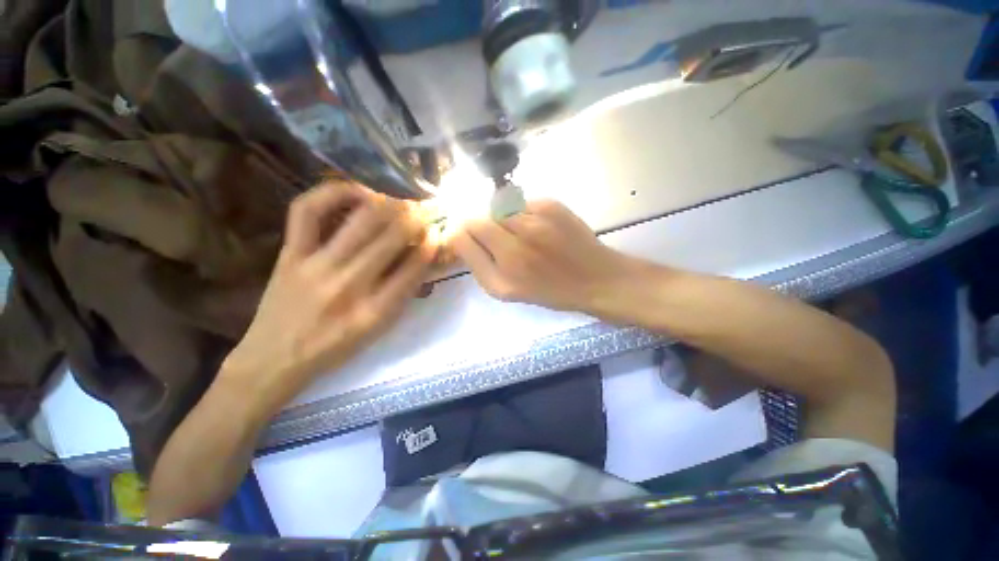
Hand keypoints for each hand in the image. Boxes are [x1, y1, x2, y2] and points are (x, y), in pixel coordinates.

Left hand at [221, 182, 436, 414]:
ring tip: (400, 201)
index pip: (414, 268)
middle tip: (426, 209)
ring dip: (389, 205)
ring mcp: (316, 265)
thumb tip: (423, 257)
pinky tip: (357, 191)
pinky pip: (308, 211)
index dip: (431, 245)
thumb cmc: (336, 347)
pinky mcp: (290, 253)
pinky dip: (333, 192)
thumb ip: (404, 294)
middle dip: (416, 219)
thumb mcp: (379, 329)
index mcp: (375, 311)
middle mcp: (349, 285)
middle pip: (392, 239)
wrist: (276, 357)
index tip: (437, 232)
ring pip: (361, 221)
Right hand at [450, 200, 634, 312]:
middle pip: (475, 218)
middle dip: (479, 225)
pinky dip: (522, 212)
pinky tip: (539, 226)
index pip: (460, 237)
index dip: (459, 233)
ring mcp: (533, 222)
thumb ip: (479, 263)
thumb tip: (461, 233)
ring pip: (497, 208)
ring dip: (501, 218)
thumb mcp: (507, 291)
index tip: (466, 237)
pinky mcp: (551, 205)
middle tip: (497, 237)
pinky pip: (520, 202)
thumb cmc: (550, 290)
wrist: (596, 278)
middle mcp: (514, 247)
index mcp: (501, 276)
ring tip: (522, 233)